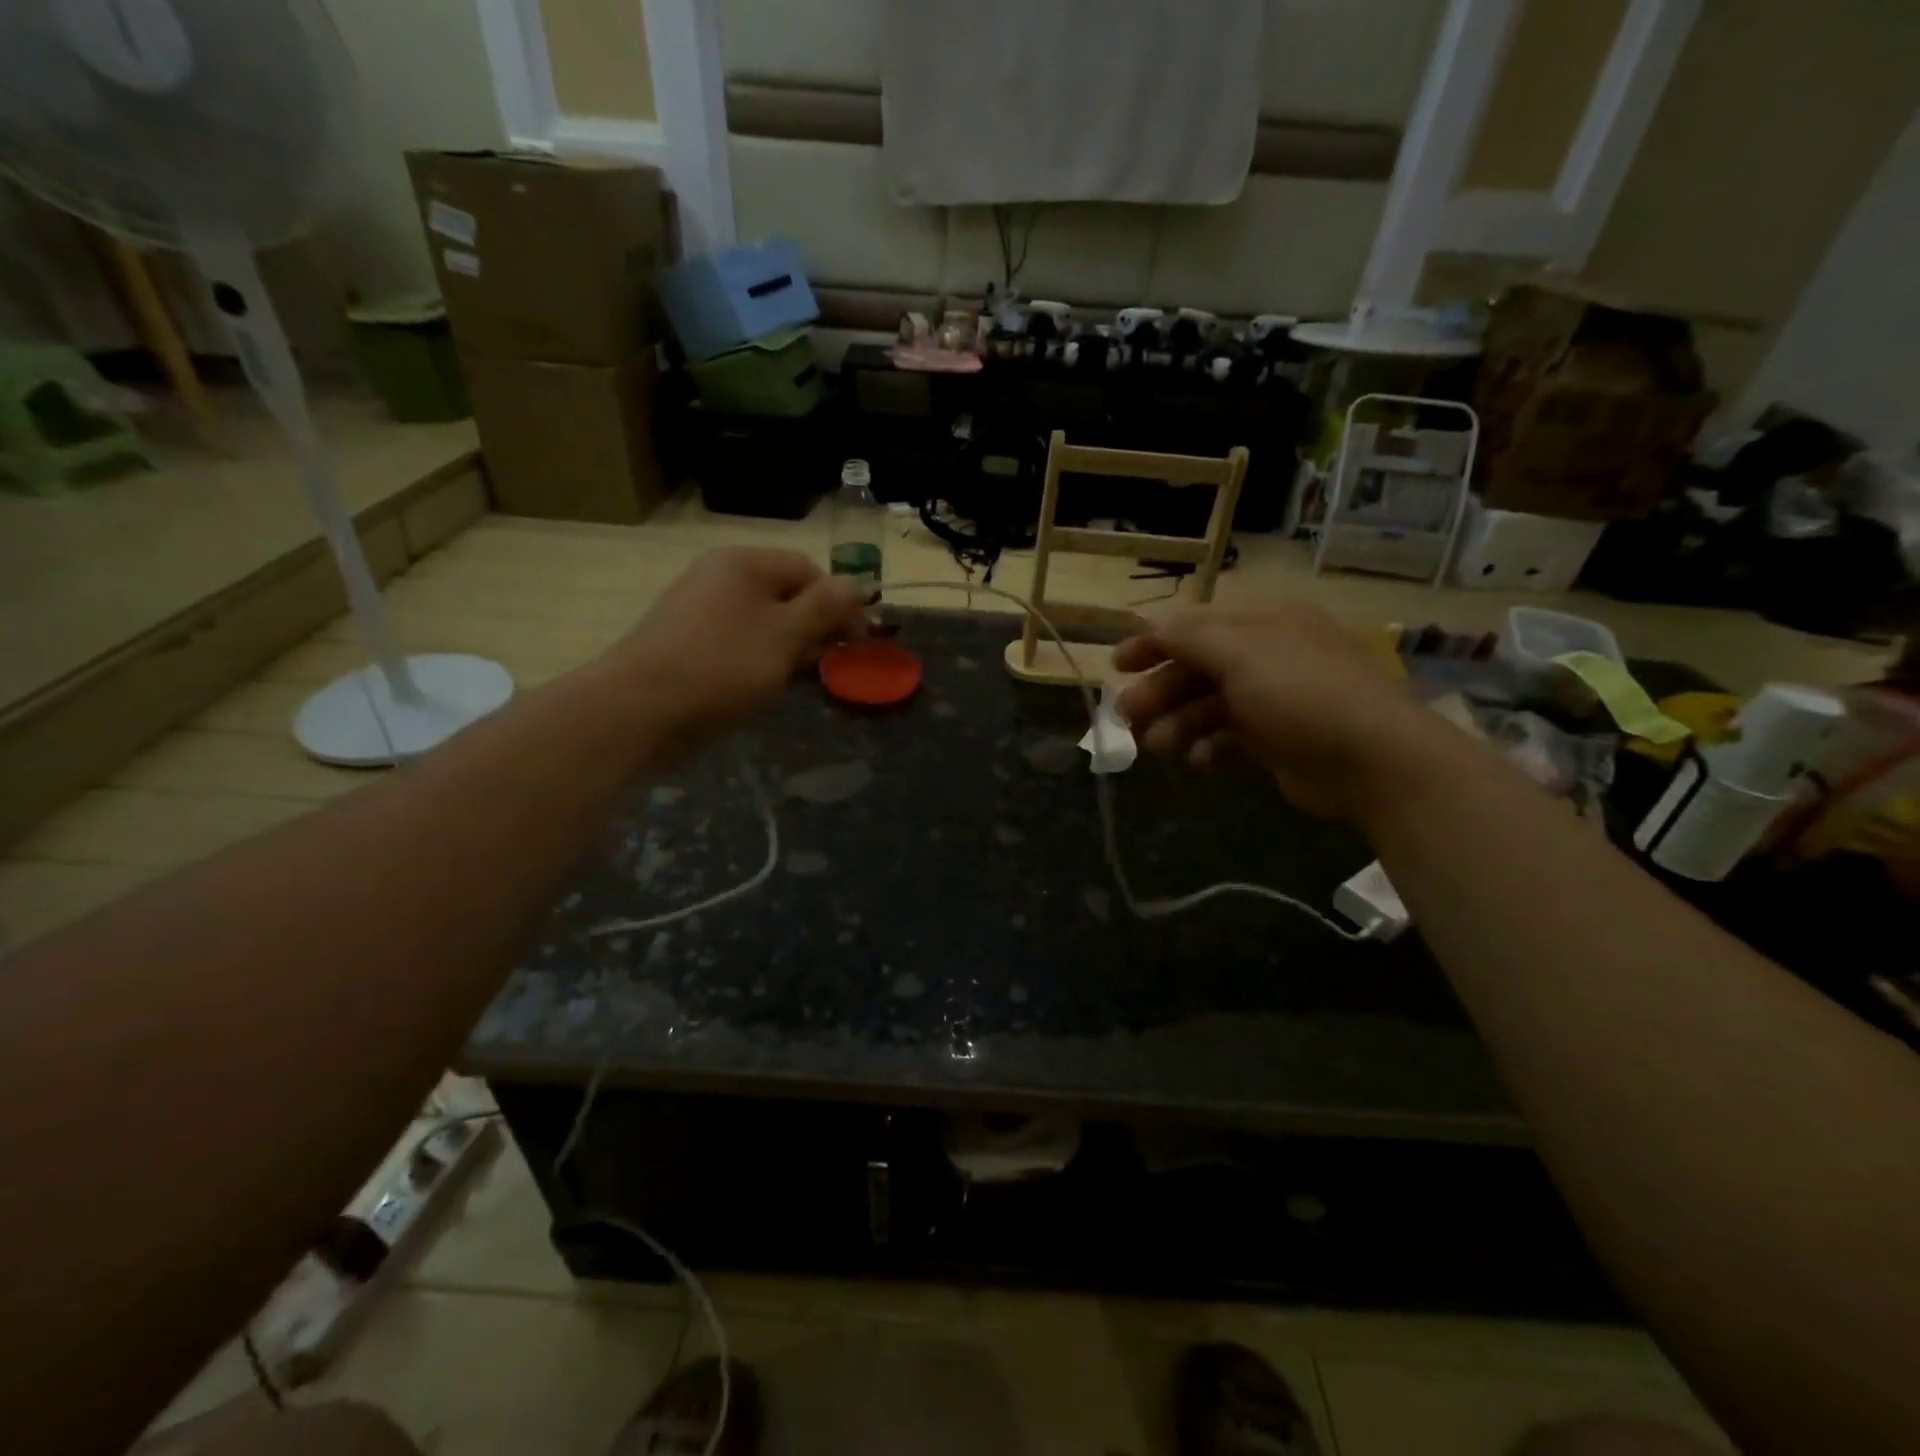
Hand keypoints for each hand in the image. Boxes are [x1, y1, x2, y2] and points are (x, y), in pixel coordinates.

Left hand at [600, 548, 865, 755]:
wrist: (638, 710)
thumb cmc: (722, 666)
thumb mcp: (786, 635)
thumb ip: (825, 608)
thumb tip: (858, 585)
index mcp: (743, 564)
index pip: (809, 570)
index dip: (839, 603)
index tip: (856, 642)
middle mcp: (719, 577)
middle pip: (785, 595)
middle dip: (814, 629)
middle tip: (827, 665)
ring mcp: (699, 611)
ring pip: (762, 623)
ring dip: (788, 649)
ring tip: (796, 681)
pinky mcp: (686, 644)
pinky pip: (737, 644)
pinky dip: (758, 662)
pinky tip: (762, 689)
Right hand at [1114, 602, 1451, 822]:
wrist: (1373, 761)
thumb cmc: (1301, 692)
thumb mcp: (1240, 652)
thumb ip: (1189, 636)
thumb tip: (1149, 623)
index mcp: (1262, 624)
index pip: (1196, 625)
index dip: (1153, 642)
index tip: (1116, 665)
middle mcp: (1266, 657)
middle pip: (1196, 669)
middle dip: (1159, 692)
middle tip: (1127, 718)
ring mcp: (1272, 701)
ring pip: (1206, 708)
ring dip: (1177, 725)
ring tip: (1160, 747)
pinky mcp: (1275, 742)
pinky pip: (1227, 739)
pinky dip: (1208, 748)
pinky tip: (1199, 760)